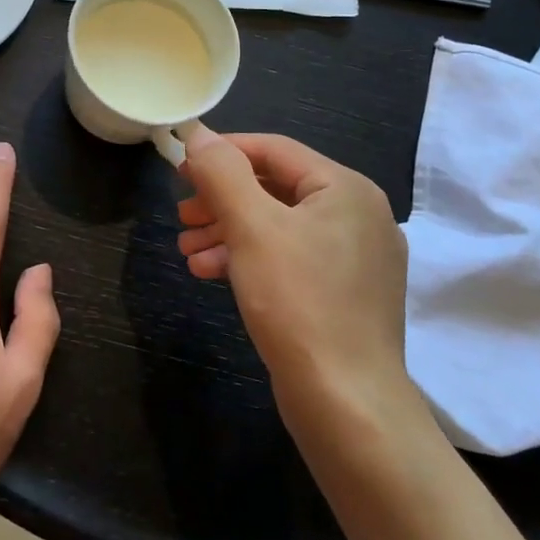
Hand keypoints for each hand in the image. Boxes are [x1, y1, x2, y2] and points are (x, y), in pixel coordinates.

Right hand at [179, 127, 413, 416]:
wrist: (346, 404)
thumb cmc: (298, 302)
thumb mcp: (252, 228)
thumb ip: (223, 174)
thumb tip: (200, 135)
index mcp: (346, 189)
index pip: (275, 150)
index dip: (223, 152)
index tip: (180, 168)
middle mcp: (358, 215)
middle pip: (276, 188)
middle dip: (221, 199)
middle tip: (181, 215)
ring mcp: (356, 258)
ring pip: (279, 226)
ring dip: (228, 231)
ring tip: (186, 250)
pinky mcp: (345, 294)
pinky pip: (290, 258)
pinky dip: (249, 259)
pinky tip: (210, 272)